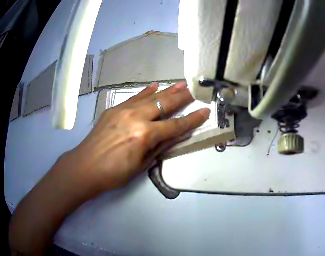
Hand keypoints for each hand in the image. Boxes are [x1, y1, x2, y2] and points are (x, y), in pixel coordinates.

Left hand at [64, 82, 209, 192]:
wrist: (86, 166)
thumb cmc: (114, 173)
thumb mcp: (140, 165)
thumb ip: (157, 148)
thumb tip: (171, 136)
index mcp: (144, 135)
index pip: (175, 125)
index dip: (192, 119)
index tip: (205, 110)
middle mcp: (137, 117)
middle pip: (165, 104)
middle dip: (182, 97)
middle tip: (195, 89)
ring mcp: (124, 109)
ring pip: (151, 97)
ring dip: (167, 90)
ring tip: (181, 83)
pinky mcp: (115, 108)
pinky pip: (134, 97)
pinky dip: (146, 92)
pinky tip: (154, 86)